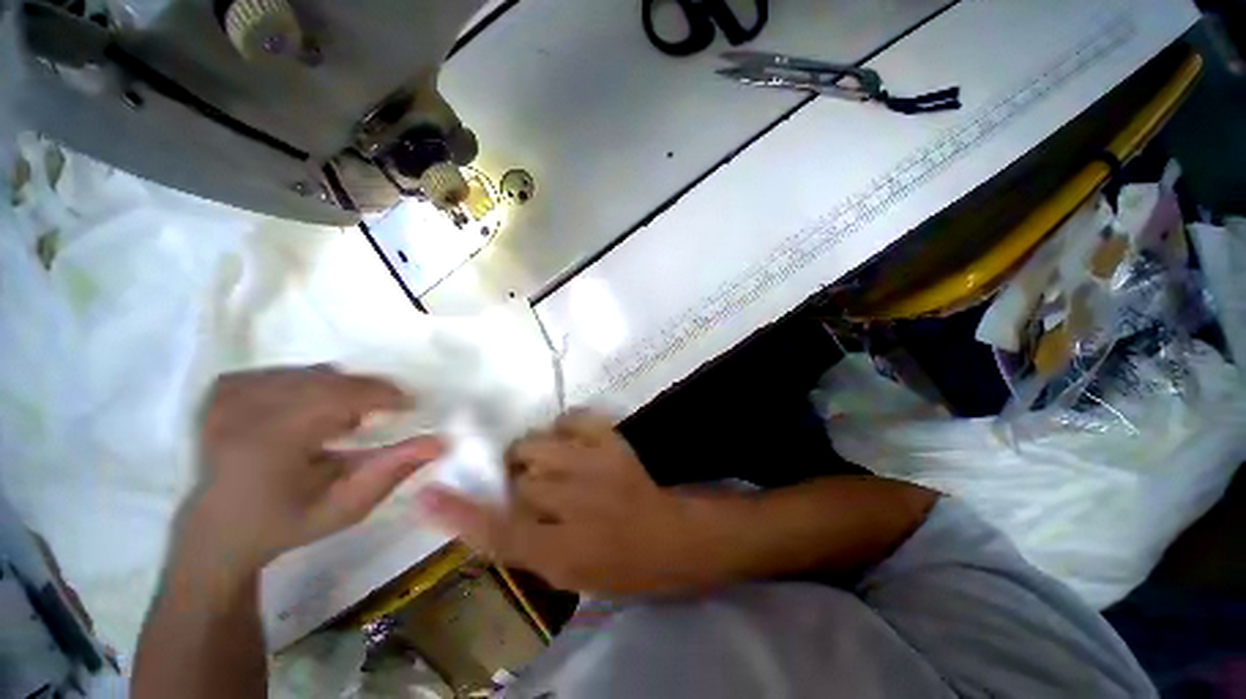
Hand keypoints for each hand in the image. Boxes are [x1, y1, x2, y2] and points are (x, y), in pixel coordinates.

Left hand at [182, 366, 444, 570]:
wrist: (218, 530)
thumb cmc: (286, 524)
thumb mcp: (346, 507)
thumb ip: (392, 471)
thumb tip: (440, 441)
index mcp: (266, 442)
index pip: (338, 395)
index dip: (383, 395)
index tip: (410, 406)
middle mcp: (241, 410)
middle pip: (328, 379)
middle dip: (366, 393)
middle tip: (384, 415)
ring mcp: (228, 395)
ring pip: (311, 373)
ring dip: (340, 391)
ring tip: (344, 421)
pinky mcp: (224, 388)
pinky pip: (288, 372)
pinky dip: (313, 387)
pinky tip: (311, 413)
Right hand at [417, 411, 706, 595]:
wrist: (669, 536)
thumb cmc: (620, 566)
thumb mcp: (569, 576)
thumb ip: (527, 546)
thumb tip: (492, 516)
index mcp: (562, 552)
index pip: (499, 533)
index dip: (460, 515)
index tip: (428, 495)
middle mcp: (574, 505)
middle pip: (519, 481)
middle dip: (517, 482)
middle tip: (530, 485)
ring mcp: (596, 466)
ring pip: (538, 445)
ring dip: (534, 454)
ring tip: (548, 461)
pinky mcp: (612, 442)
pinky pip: (573, 419)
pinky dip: (564, 427)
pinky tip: (570, 440)